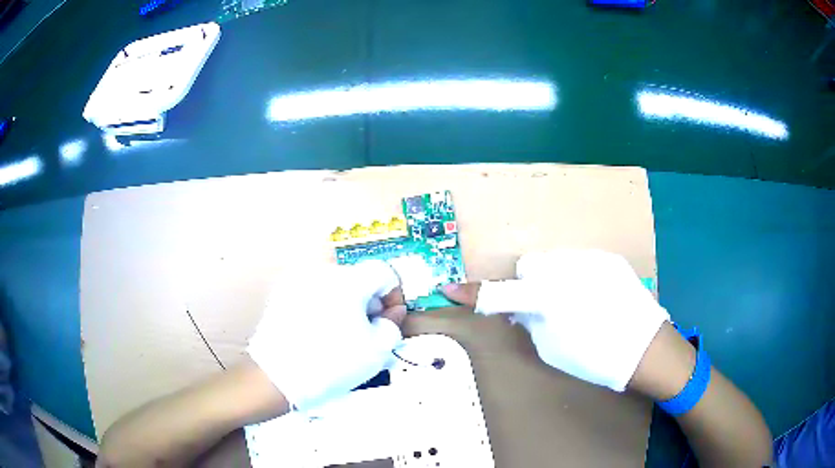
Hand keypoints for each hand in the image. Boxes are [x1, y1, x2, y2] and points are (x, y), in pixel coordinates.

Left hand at [247, 260, 405, 410]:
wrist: (279, 376)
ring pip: (335, 285)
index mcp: (349, 281)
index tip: (389, 318)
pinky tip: (318, 333)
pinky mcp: (282, 294)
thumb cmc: (333, 364)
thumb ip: (393, 325)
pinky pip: (313, 293)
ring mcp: (299, 281)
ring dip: (346, 303)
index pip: (383, 272)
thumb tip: (392, 311)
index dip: (393, 295)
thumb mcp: (377, 351)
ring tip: (341, 334)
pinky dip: (323, 307)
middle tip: (366, 332)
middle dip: (368, 302)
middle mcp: (322, 272)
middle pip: (358, 278)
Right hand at [440, 249, 668, 391]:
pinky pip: (580, 262)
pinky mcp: (608, 257)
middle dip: (530, 284)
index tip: (449, 289)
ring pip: (555, 261)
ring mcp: (590, 259)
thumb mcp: (550, 349)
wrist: (644, 346)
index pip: (500, 293)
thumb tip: (520, 307)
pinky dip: (578, 277)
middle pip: (530, 266)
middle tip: (544, 307)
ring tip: (577, 302)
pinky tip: (596, 296)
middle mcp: (566, 269)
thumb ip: (529, 322)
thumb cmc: (594, 357)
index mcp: (548, 298)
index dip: (473, 293)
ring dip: (555, 279)